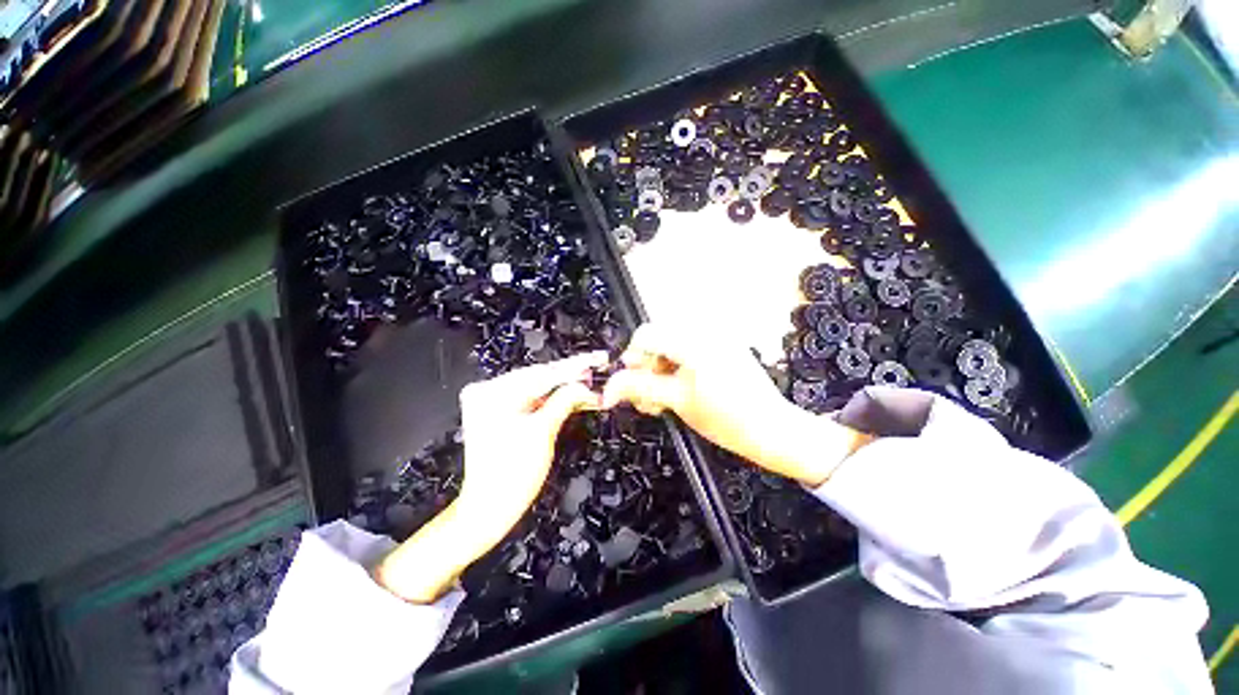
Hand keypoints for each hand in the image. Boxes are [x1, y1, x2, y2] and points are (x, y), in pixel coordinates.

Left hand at [376, 352, 606, 602]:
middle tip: (598, 367)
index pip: (542, 375)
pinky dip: (551, 400)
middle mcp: (487, 392)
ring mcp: (491, 402)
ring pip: (537, 388)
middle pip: (539, 378)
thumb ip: (565, 401)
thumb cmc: (514, 474)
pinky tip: (573, 395)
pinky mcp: (498, 413)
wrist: (489, 508)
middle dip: (570, 376)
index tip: (597, 358)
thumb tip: (585, 384)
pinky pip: (530, 400)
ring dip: (564, 387)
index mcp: (492, 394)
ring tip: (590, 381)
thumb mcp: (543, 432)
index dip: (574, 367)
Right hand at [602, 323, 868, 485]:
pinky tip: (682, 389)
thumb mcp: (677, 402)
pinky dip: (678, 366)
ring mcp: (716, 337)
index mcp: (694, 342)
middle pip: (657, 339)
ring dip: (662, 369)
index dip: (634, 359)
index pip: (645, 335)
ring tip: (666, 398)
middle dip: (648, 368)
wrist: (772, 429)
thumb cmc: (727, 420)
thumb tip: (608, 388)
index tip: (635, 383)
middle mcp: (705, 331)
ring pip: (671, 345)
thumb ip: (639, 388)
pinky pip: (689, 349)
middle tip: (652, 398)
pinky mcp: (723, 345)